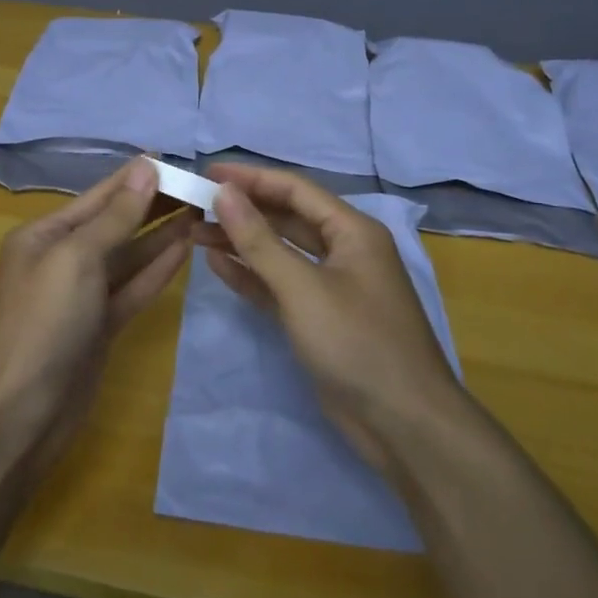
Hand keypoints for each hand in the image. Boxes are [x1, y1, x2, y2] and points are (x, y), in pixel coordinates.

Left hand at [0, 158, 191, 469]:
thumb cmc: (43, 324)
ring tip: (200, 212)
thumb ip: (115, 216)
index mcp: (44, 235)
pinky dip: (157, 270)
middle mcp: (61, 259)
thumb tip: (145, 168)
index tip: (174, 158)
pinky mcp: (100, 326)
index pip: (99, 196)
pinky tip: (185, 249)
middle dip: (153, 204)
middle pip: (115, 223)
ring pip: (128, 256)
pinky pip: (132, 288)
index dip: (136, 177)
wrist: (20, 415)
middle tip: (198, 186)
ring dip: (161, 235)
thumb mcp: (76, 258)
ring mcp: (81, 295)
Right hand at [195, 163, 465, 473]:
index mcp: (352, 231)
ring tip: (195, 233)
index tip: (208, 172)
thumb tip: (224, 193)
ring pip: (280, 252)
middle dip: (243, 211)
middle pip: (286, 218)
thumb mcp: (303, 288)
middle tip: (196, 205)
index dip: (251, 178)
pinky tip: (217, 266)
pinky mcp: (320, 319)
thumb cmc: (357, 343)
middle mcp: (344, 251)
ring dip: (241, 242)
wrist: (403, 425)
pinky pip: (280, 286)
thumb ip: (259, 240)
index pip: (295, 190)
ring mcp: (332, 286)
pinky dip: (251, 276)